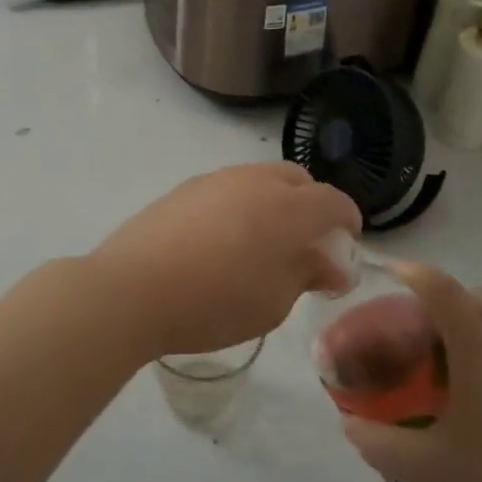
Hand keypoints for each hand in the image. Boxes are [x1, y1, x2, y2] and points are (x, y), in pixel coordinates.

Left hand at [87, 163, 360, 361]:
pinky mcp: (185, 188)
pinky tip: (224, 239)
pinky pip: (229, 188)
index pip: (333, 201)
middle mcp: (256, 181)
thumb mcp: (273, 302)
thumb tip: (329, 264)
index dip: (348, 220)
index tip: (348, 242)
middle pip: (298, 180)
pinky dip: (241, 205)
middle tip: (308, 242)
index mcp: (288, 208)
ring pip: (261, 179)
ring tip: (264, 241)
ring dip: (275, 202)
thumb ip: (306, 274)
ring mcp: (217, 180)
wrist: (132, 288)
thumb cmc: (214, 302)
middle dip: (312, 205)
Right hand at [340, 262, 481, 481]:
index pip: (442, 289)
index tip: (385, 274)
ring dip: (465, 322)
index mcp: (478, 352)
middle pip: (473, 295)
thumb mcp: (424, 468)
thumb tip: (349, 423)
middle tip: (410, 324)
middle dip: (440, 296)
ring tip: (435, 360)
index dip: (412, 273)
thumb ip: (377, 442)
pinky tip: (468, 394)